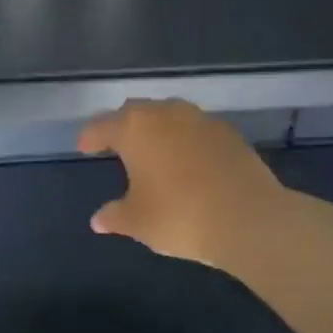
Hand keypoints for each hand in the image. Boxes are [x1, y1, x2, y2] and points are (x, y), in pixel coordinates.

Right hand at [78, 99, 283, 269]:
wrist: (249, 219)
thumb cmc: (179, 216)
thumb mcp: (138, 221)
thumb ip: (115, 216)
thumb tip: (99, 220)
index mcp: (135, 129)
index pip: (102, 126)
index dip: (90, 137)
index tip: (84, 147)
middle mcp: (166, 114)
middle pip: (135, 112)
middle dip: (122, 126)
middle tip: (115, 144)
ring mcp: (201, 120)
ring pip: (169, 115)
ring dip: (156, 129)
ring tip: (152, 151)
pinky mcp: (229, 133)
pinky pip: (195, 129)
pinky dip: (184, 140)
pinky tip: (186, 161)